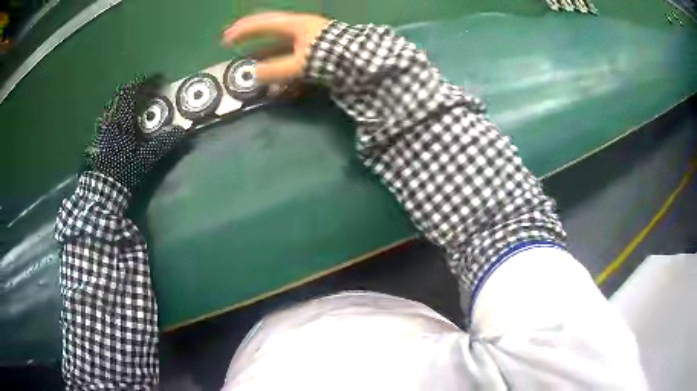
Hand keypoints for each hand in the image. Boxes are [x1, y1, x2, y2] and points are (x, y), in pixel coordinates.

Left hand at [84, 77, 184, 188]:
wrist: (104, 188)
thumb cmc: (123, 171)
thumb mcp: (145, 159)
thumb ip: (161, 144)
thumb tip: (180, 131)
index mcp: (122, 121)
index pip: (132, 93)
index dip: (146, 83)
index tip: (159, 79)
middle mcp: (111, 120)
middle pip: (121, 96)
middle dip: (136, 89)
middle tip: (148, 91)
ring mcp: (104, 128)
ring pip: (115, 105)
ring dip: (127, 101)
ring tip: (137, 104)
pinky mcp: (101, 137)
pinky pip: (110, 117)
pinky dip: (120, 113)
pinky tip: (125, 121)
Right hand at [222, 12, 329, 82]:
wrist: (361, 60)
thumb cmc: (328, 57)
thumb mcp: (299, 65)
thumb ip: (275, 70)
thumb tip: (253, 74)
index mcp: (294, 25)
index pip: (261, 23)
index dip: (241, 31)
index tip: (225, 40)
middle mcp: (299, 26)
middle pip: (268, 26)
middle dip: (249, 33)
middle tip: (231, 39)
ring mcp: (308, 35)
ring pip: (279, 38)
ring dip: (263, 47)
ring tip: (249, 57)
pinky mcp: (315, 46)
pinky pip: (290, 49)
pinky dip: (279, 57)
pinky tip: (273, 66)